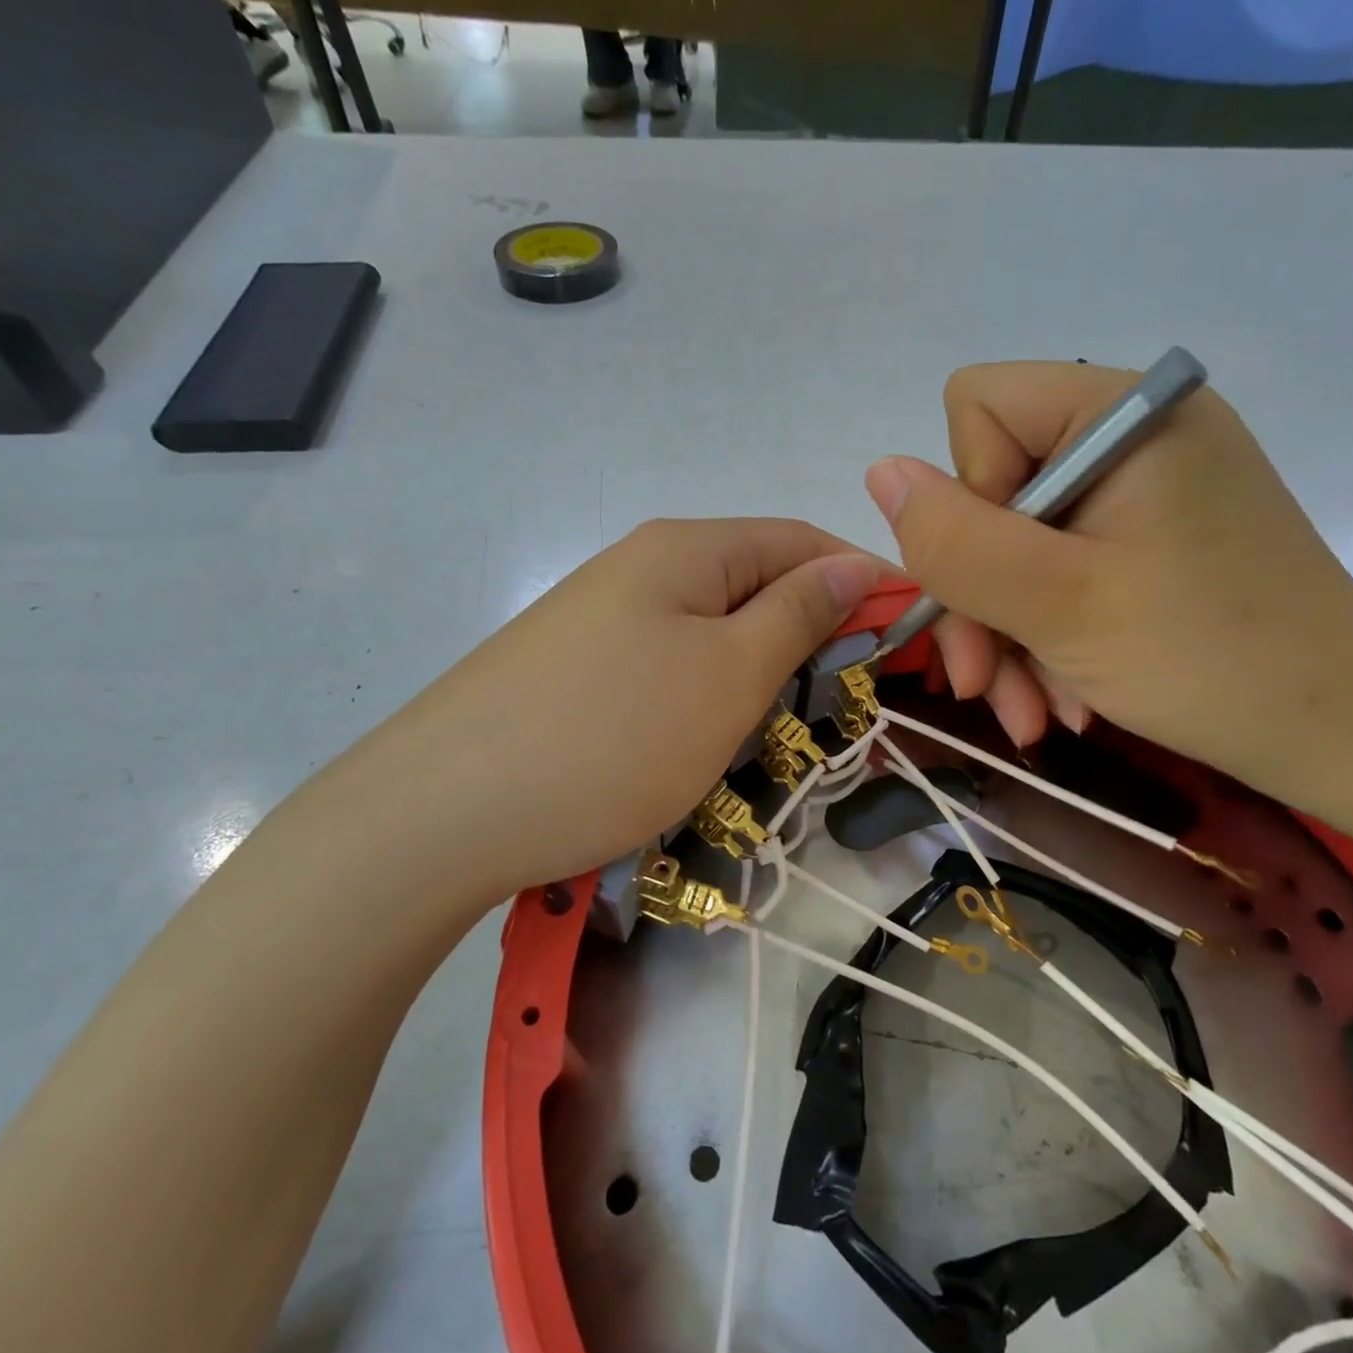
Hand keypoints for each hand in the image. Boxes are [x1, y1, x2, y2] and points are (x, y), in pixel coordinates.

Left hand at [278, 519, 880, 913]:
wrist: (443, 811)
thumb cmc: (613, 735)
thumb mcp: (730, 672)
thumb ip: (799, 612)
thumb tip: (854, 564)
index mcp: (687, 548)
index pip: (802, 541)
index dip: (863, 583)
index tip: (908, 642)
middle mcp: (642, 566)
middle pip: (756, 586)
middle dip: (808, 638)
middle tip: (839, 707)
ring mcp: (601, 618)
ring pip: (712, 634)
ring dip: (755, 678)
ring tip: (770, 736)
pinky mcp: (574, 670)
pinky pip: (666, 670)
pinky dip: (703, 701)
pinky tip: (698, 745)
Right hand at [864, 361, 1352, 785]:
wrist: (1343, 735)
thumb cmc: (1210, 661)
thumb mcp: (1060, 603)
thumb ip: (957, 539)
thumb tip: (879, 471)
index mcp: (1124, 413)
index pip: (979, 408)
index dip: (968, 499)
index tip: (1004, 582)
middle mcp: (1130, 435)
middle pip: (991, 490)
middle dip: (979, 598)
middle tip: (985, 686)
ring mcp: (1139, 491)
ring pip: (1014, 544)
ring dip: (1007, 635)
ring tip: (1031, 715)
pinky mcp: (1146, 540)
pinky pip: (1056, 572)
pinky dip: (1044, 637)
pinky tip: (1060, 701)